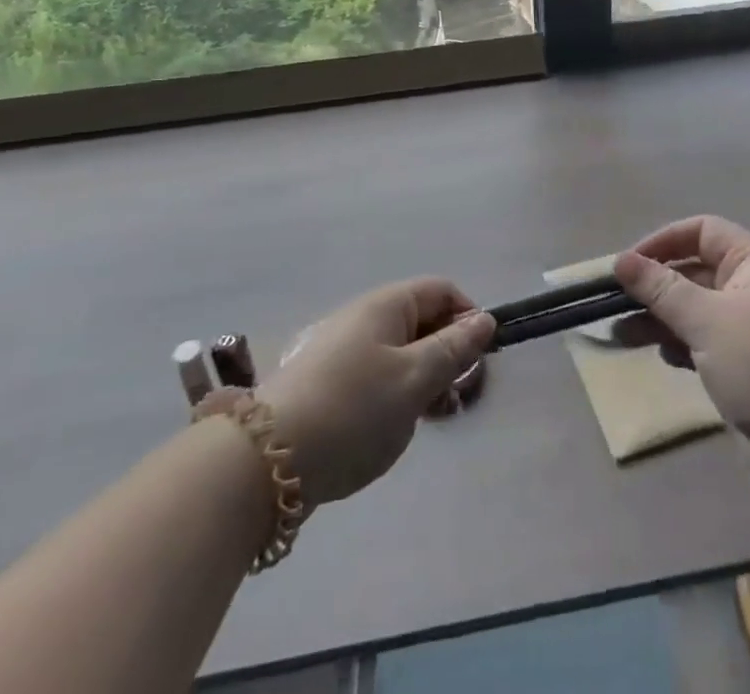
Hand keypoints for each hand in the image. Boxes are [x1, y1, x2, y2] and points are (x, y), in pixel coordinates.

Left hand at [258, 278, 493, 508]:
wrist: (266, 459)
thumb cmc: (354, 409)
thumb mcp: (414, 379)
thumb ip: (453, 349)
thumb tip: (484, 320)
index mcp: (386, 305)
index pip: (441, 291)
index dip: (468, 318)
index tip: (480, 360)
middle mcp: (363, 317)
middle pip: (420, 321)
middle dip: (447, 354)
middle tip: (456, 399)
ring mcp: (341, 349)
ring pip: (399, 352)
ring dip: (423, 379)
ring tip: (428, 420)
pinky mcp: (326, 383)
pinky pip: (375, 375)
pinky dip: (395, 394)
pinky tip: (393, 428)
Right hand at [615, 217, 749, 501]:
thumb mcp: (705, 318)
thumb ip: (660, 288)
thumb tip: (620, 260)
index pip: (703, 232)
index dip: (665, 241)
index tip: (630, 265)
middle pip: (697, 272)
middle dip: (656, 286)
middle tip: (617, 304)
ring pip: (698, 310)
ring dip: (662, 318)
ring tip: (624, 334)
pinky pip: (707, 342)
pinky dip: (682, 344)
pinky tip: (663, 358)